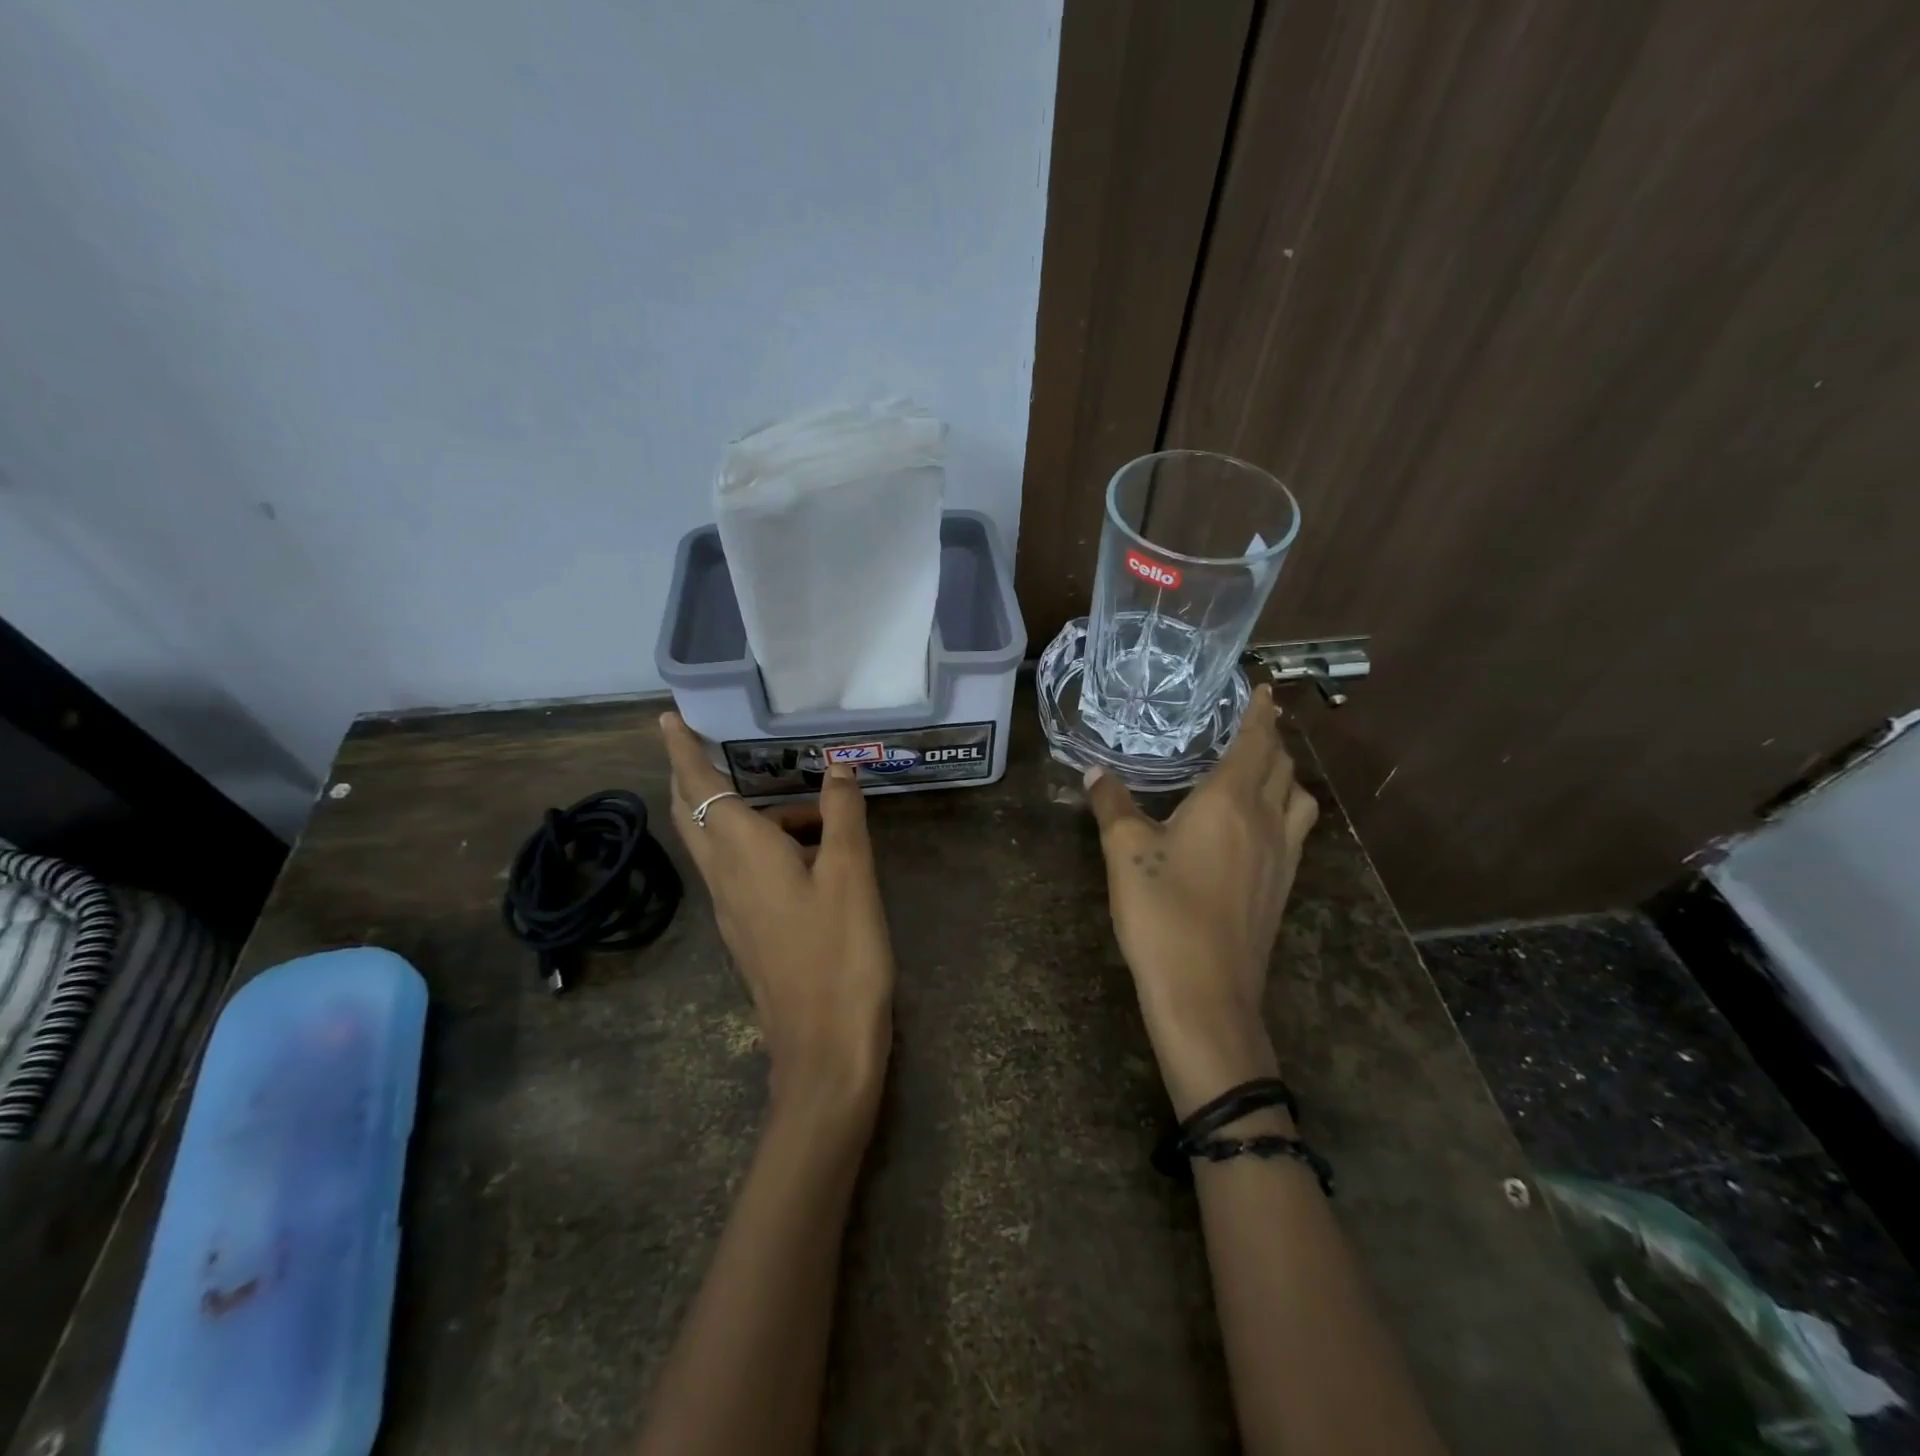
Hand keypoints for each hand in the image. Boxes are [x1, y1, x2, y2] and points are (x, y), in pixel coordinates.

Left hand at [661, 713, 893, 1127]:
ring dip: (749, 813)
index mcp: (742, 852)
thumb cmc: (839, 951)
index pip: (701, 787)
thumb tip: (838, 766)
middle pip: (694, 814)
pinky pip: (741, 870)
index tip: (668, 719)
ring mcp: (732, 909)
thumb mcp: (850, 873)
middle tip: (716, 746)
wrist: (824, 1046)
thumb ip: (841, 813)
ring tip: (814, 806)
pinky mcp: (748, 932)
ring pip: (721, 844)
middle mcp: (724, 876)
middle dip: (696, 776)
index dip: (684, 751)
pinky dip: (760, 844)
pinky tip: (808, 852)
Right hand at [1084, 685, 1317, 1117]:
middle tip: (1253, 726)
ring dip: (1286, 776)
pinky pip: (1296, 831)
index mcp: (1231, 802)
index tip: (1265, 689)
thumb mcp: (1125, 852)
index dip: (1260, 714)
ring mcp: (1283, 859)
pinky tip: (1258, 827)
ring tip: (1262, 772)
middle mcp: (1268, 823)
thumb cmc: (1163, 912)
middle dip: (1272, 741)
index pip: (1256, 743)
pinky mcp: (1282, 889)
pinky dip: (1285, 810)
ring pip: (1300, 801)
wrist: (1205, 993)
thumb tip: (1094, 771)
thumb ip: (1112, 805)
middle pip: (1284, 768)